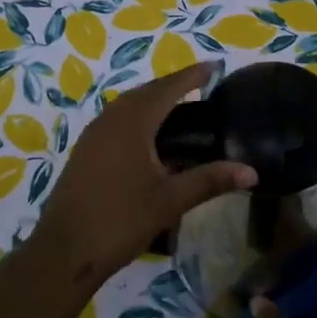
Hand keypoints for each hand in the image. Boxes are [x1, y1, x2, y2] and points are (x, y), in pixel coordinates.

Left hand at [37, 62, 254, 286]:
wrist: (64, 251)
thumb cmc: (120, 220)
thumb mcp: (170, 201)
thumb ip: (210, 181)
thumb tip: (252, 172)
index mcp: (132, 122)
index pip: (168, 88)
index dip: (192, 76)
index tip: (215, 66)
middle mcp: (111, 119)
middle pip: (146, 91)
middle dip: (173, 85)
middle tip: (201, 84)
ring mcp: (93, 134)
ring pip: (128, 105)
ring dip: (153, 99)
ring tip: (180, 105)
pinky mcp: (85, 151)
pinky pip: (117, 119)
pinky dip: (138, 115)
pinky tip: (149, 136)